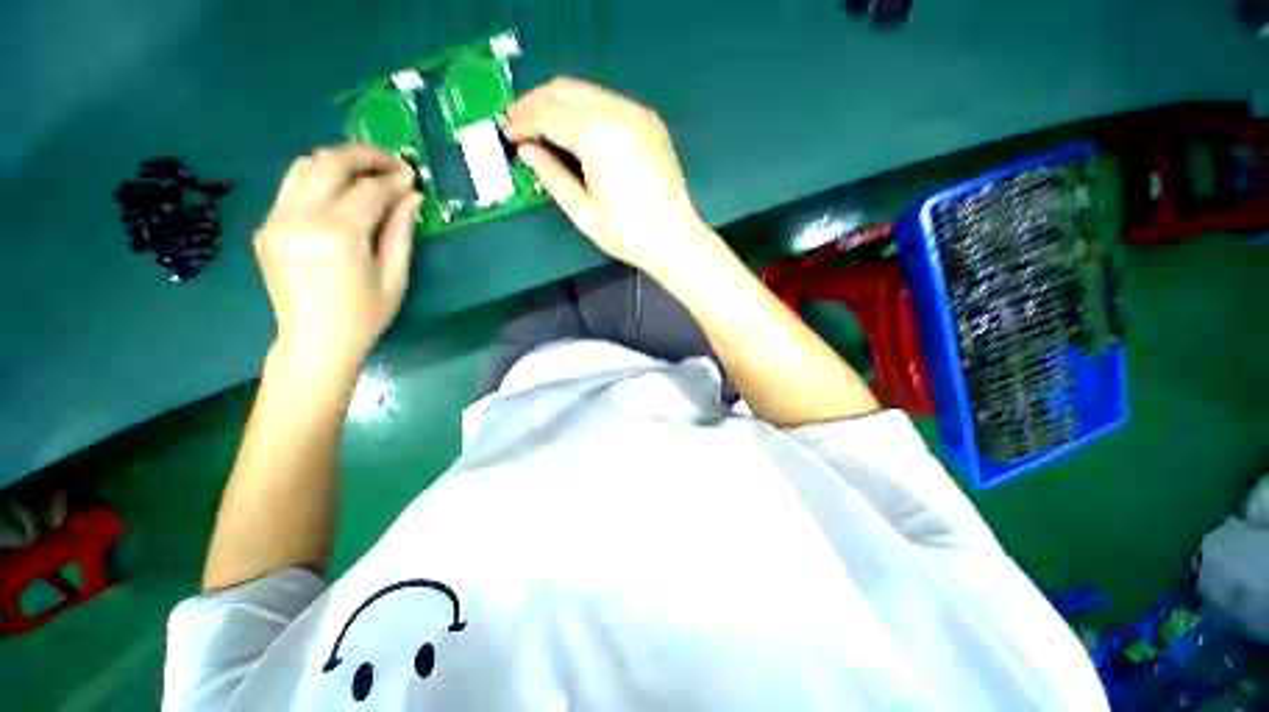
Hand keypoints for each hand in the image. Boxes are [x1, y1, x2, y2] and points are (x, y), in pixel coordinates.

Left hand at [254, 144, 420, 370]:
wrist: (313, 341)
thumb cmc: (364, 315)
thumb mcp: (394, 277)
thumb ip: (400, 232)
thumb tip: (412, 197)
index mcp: (337, 235)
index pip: (368, 189)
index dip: (394, 180)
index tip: (412, 177)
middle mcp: (300, 218)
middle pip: (329, 162)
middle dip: (364, 155)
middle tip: (390, 162)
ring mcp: (276, 220)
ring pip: (304, 166)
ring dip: (338, 162)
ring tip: (366, 173)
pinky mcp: (267, 227)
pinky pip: (293, 188)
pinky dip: (320, 181)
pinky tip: (340, 195)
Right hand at [505, 77, 716, 279]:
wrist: (676, 240)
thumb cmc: (628, 235)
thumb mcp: (583, 212)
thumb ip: (552, 176)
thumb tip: (526, 150)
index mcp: (599, 134)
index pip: (548, 114)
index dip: (522, 122)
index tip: (506, 135)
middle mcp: (619, 111)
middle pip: (565, 89)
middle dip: (536, 103)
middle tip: (517, 124)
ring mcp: (639, 114)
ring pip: (586, 92)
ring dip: (559, 104)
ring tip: (541, 127)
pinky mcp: (650, 122)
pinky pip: (608, 102)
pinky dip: (584, 110)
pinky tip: (576, 131)